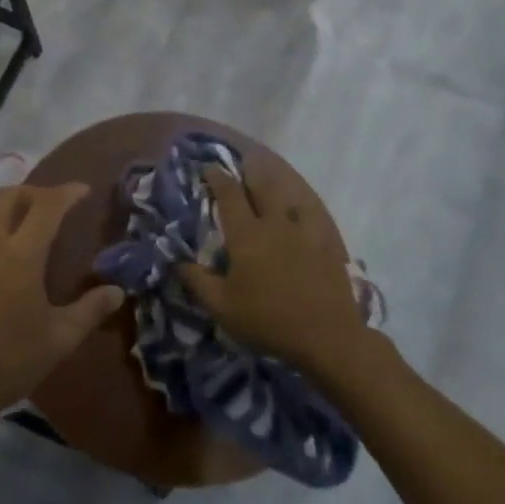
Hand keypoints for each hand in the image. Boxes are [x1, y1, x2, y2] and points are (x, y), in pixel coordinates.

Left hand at [0, 184, 123, 429]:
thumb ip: (89, 311)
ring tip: (21, 215)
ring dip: (5, 203)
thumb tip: (117, 291)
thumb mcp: (58, 341)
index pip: (46, 206)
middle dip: (34, 192)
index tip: (83, 190)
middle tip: (53, 203)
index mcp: (21, 254)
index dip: (66, 193)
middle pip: (10, 197)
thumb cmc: (7, 361)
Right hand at [178, 168, 366, 371]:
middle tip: (243, 165)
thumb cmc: (267, 320)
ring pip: (290, 197)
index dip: (217, 177)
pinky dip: (305, 208)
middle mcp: (275, 224)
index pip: (229, 194)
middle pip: (263, 186)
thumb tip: (177, 261)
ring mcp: (305, 233)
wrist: (326, 337)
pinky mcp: (327, 246)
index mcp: (247, 234)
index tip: (208, 167)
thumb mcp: (221, 306)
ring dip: (277, 185)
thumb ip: (197, 280)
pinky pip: (315, 217)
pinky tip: (304, 210)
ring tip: (271, 180)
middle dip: (250, 171)